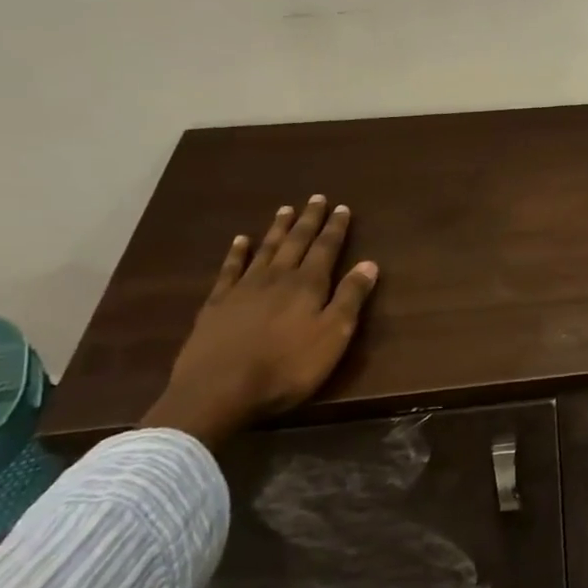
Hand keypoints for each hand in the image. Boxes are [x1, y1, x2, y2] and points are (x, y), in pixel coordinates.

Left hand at [142, 196, 378, 448]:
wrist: (219, 390)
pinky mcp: (217, 304)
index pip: (326, 249)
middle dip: (309, 220)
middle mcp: (277, 277)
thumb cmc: (287, 367)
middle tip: (316, 198)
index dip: (335, 228)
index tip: (342, 207)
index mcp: (308, 285)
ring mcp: (244, 288)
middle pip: (296, 242)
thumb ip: (350, 299)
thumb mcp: (332, 336)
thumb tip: (369, 263)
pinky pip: (230, 269)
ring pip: (265, 250)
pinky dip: (237, 252)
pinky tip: (240, 240)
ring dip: (277, 229)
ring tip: (286, 209)